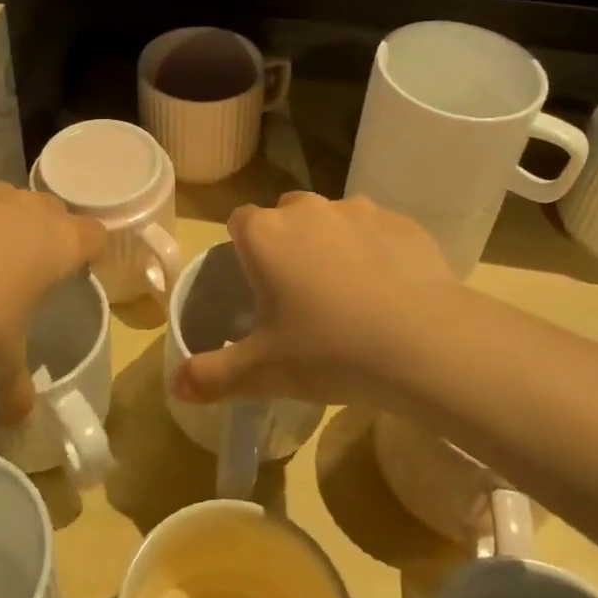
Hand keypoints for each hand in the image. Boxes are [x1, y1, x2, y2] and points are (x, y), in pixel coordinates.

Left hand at [0, 160, 105, 423]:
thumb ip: (16, 391)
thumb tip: (21, 422)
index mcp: (59, 244)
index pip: (95, 235)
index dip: (88, 253)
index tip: (73, 273)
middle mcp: (28, 208)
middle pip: (52, 211)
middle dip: (42, 235)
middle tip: (21, 272)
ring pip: (6, 195)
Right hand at [172, 192, 460, 412]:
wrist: (423, 343)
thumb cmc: (328, 351)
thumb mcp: (263, 372)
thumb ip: (212, 375)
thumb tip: (174, 386)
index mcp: (265, 235)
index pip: (239, 222)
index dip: (244, 249)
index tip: (257, 284)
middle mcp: (307, 210)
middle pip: (286, 215)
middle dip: (288, 243)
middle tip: (301, 294)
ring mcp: (358, 211)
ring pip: (333, 220)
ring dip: (333, 245)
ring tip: (349, 295)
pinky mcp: (402, 223)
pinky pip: (377, 231)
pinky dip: (377, 251)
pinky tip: (390, 292)